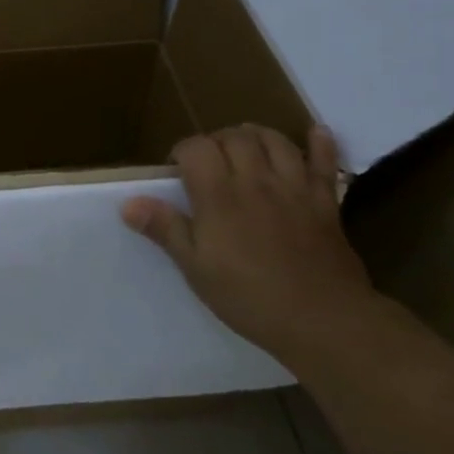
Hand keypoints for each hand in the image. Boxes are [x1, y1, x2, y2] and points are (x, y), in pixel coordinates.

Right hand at [121, 124, 370, 352]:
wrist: (323, 321)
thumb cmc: (249, 297)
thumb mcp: (196, 269)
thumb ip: (165, 229)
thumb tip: (128, 203)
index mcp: (219, 195)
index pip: (196, 147)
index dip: (182, 151)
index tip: (176, 170)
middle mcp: (256, 180)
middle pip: (236, 136)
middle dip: (217, 140)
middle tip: (209, 162)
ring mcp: (294, 188)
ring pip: (276, 140)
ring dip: (257, 135)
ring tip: (247, 147)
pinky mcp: (325, 202)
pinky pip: (324, 163)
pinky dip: (319, 144)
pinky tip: (315, 133)